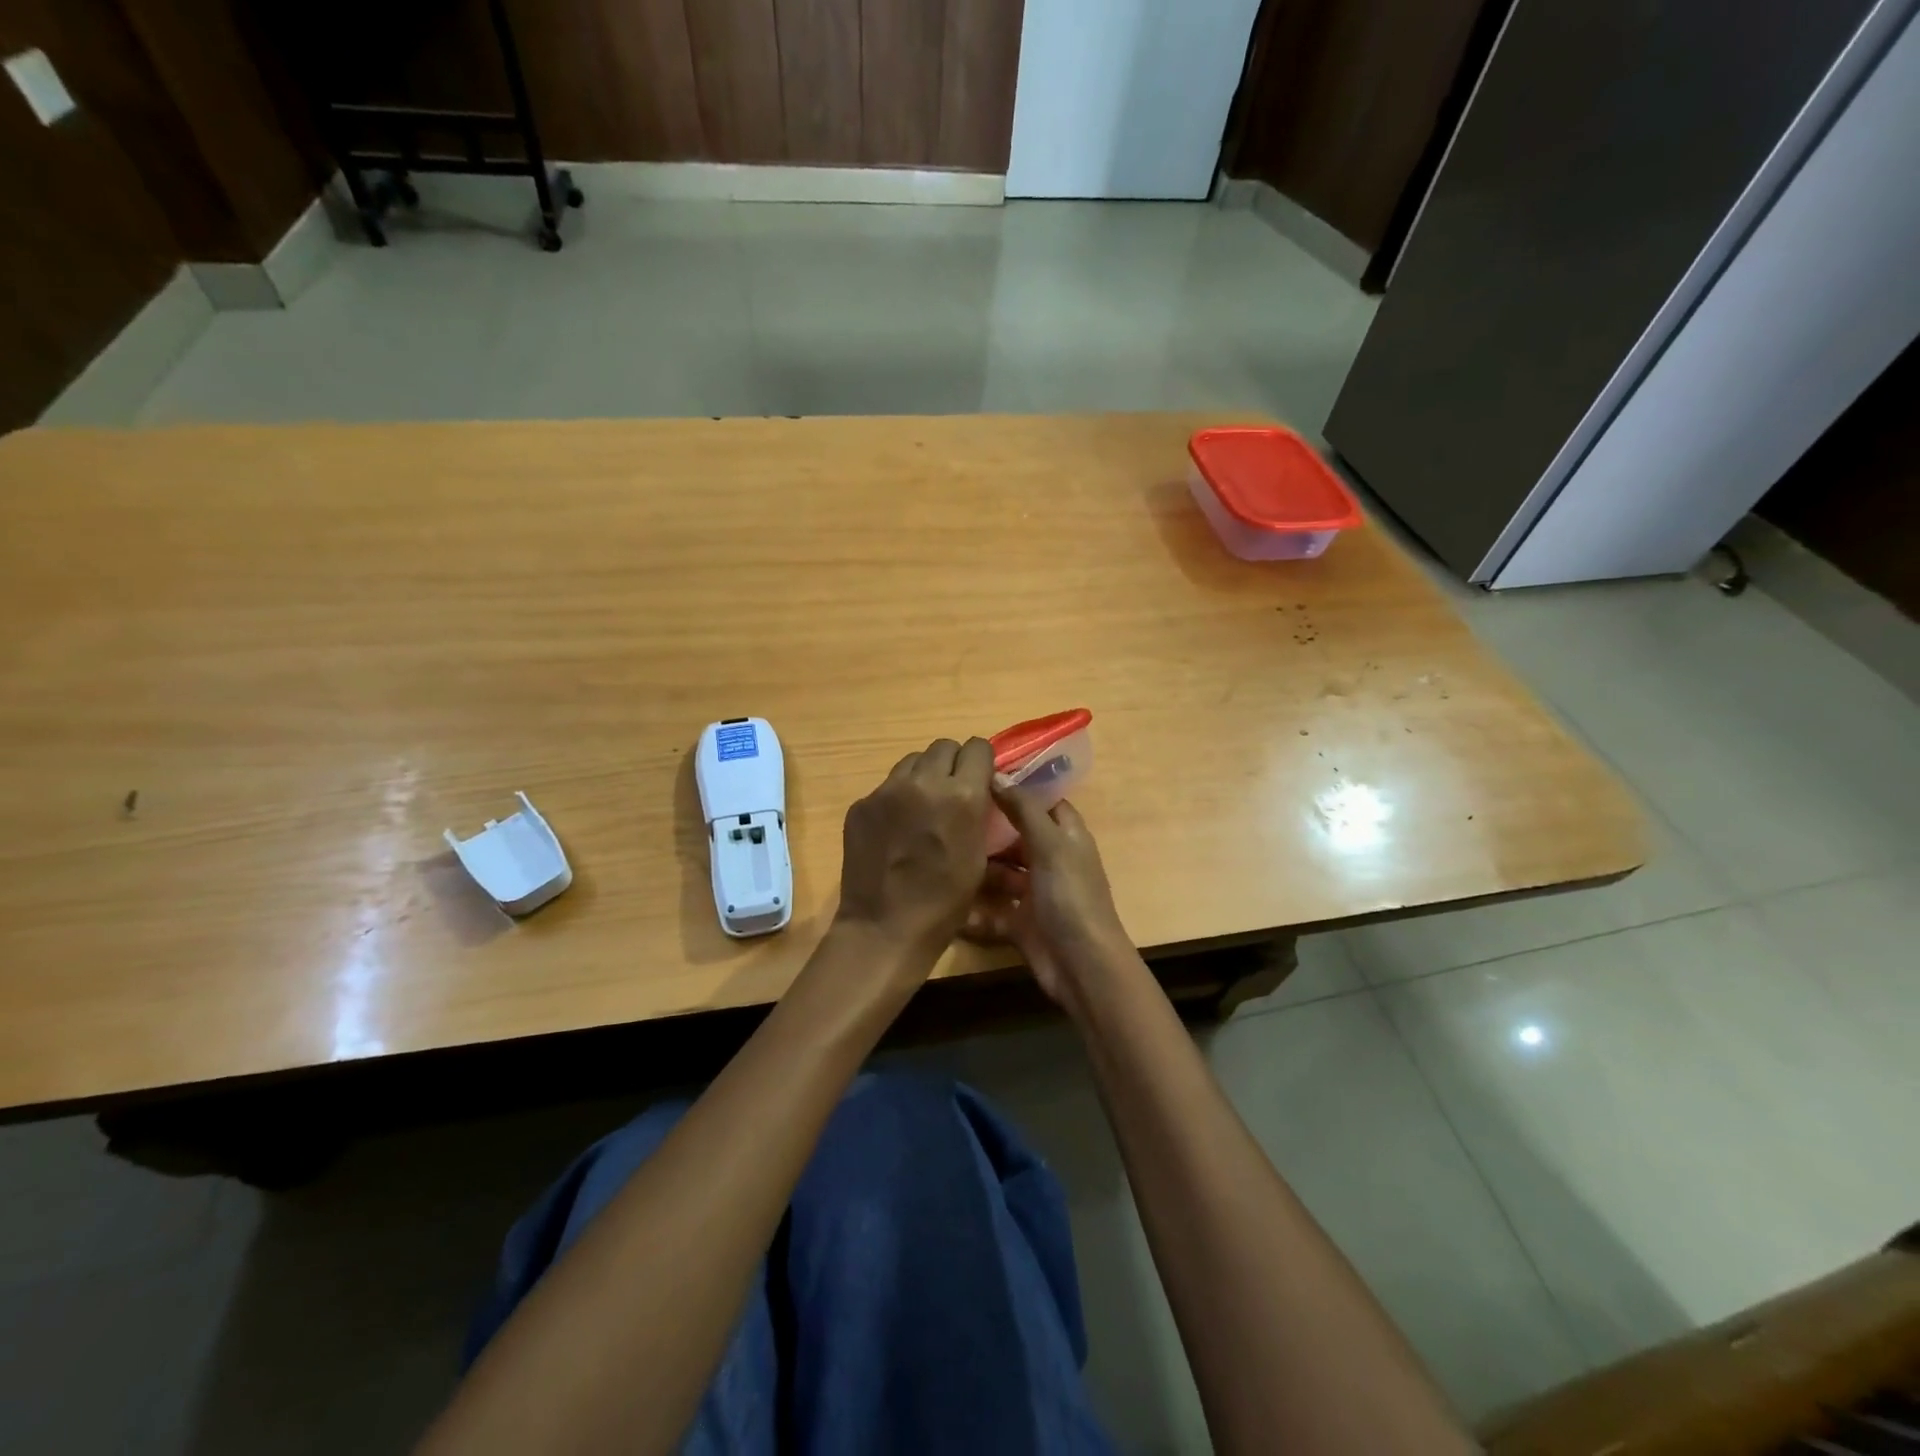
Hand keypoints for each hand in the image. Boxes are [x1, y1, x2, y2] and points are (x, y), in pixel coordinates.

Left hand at [836, 737, 996, 966]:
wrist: (885, 927)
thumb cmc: (944, 903)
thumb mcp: (978, 857)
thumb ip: (978, 813)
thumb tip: (976, 792)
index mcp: (962, 795)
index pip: (977, 747)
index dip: (981, 762)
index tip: (979, 779)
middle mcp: (924, 782)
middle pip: (943, 746)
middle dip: (953, 764)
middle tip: (951, 791)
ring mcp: (887, 791)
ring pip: (912, 761)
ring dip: (923, 776)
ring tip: (922, 807)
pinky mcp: (862, 804)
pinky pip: (887, 786)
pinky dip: (897, 798)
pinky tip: (896, 829)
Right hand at [965, 785, 1132, 1011]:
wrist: (1082, 966)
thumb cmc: (1070, 896)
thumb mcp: (1050, 845)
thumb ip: (1023, 809)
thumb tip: (996, 774)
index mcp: (1067, 837)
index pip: (1043, 802)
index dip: (1017, 788)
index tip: (980, 775)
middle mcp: (1052, 861)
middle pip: (1017, 837)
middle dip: (989, 829)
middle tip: (948, 814)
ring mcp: (1036, 893)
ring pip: (1002, 873)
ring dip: (978, 868)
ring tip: (942, 853)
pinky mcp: (1020, 924)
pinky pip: (992, 910)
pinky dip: (974, 909)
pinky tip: (947, 898)